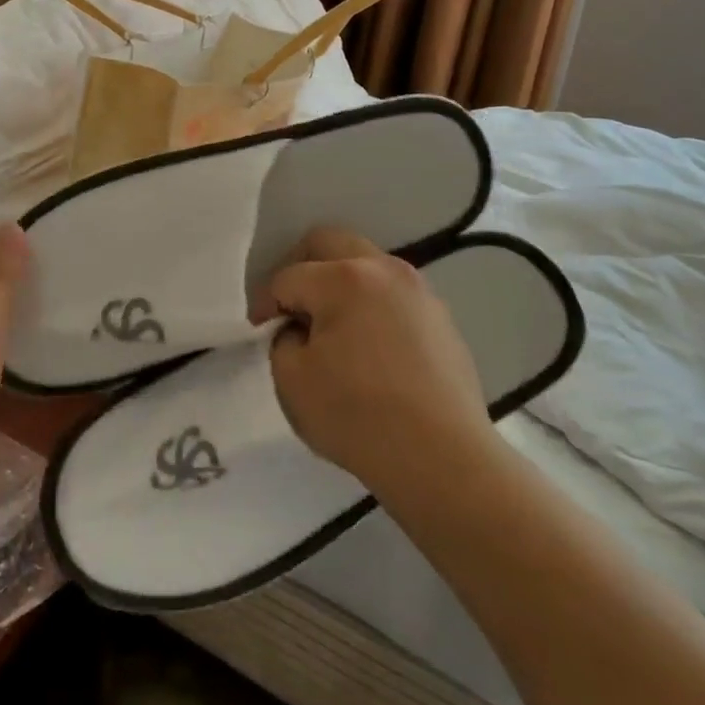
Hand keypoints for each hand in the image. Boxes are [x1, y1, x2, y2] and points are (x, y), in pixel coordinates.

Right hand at [263, 228, 499, 499]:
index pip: (289, 277)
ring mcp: (419, 291)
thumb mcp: (292, 381)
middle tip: (292, 309)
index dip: (266, 303)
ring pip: (366, 265)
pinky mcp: (441, 318)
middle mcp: (384, 270)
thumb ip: (282, 340)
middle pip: (330, 243)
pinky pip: (393, 295)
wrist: (444, 461)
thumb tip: (298, 330)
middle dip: (302, 269)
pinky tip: (370, 349)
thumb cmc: (358, 417)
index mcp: (344, 278)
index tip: (260, 332)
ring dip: (340, 285)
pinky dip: (372, 307)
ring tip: (332, 329)